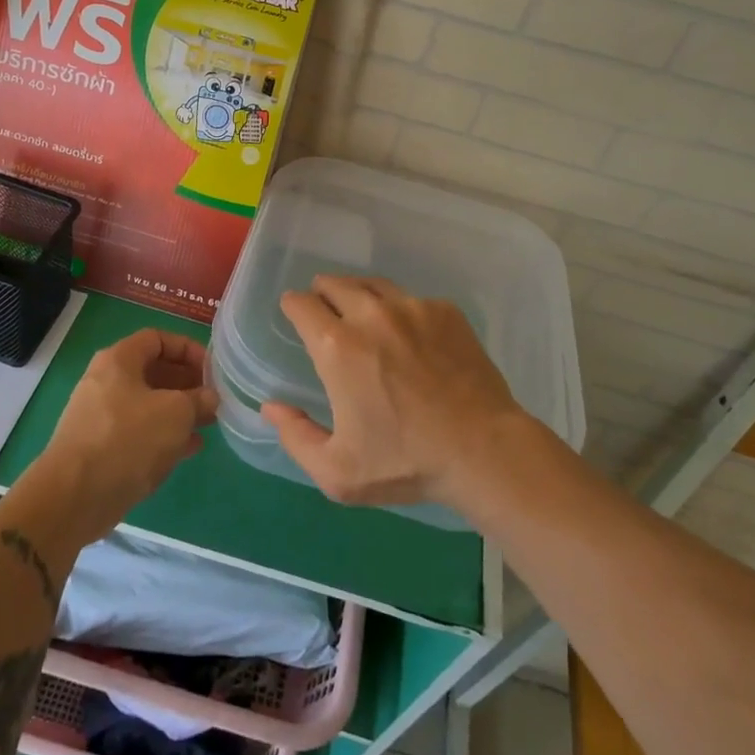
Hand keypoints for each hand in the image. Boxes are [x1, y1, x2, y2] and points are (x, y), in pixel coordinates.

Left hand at [28, 329, 218, 547]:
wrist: (74, 497)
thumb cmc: (128, 439)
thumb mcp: (176, 413)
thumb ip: (198, 400)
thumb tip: (209, 398)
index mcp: (119, 360)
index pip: (158, 339)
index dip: (188, 349)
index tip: (212, 370)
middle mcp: (106, 381)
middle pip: (153, 372)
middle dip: (186, 383)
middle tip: (212, 398)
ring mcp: (101, 416)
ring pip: (148, 404)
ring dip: (179, 411)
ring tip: (207, 423)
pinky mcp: (100, 448)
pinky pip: (138, 432)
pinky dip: (163, 435)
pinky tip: (190, 449)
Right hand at [262, 275, 531, 512]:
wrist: (483, 450)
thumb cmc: (406, 462)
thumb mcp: (338, 471)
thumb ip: (296, 437)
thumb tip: (271, 407)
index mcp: (337, 347)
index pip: (301, 304)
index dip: (293, 306)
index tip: (295, 314)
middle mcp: (371, 314)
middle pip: (334, 283)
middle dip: (323, 293)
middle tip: (326, 312)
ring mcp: (412, 307)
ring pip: (372, 285)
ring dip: (359, 295)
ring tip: (362, 314)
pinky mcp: (444, 311)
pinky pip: (411, 299)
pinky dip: (400, 310)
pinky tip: (409, 336)